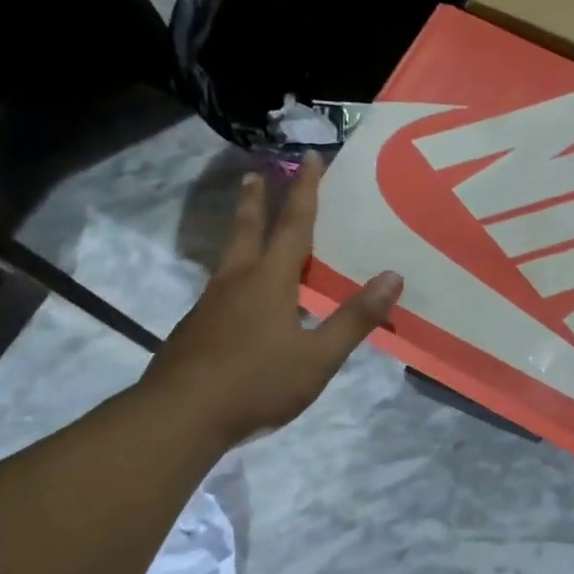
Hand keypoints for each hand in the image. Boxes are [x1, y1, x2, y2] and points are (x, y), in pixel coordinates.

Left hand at [147, 153, 402, 445]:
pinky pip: (222, 287)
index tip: (311, 158)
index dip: (306, 190)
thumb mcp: (318, 357)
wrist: (180, 416)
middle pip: (248, 229)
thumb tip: (393, 276)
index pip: (294, 224)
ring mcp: (211, 304)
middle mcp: (237, 281)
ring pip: (230, 256)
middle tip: (256, 173)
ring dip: (242, 232)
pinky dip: (236, 273)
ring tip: (248, 225)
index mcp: (270, 280)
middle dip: (257, 200)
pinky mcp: (196, 328)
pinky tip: (240, 297)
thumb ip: (354, 318)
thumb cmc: (257, 383)